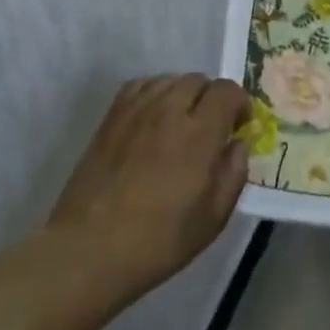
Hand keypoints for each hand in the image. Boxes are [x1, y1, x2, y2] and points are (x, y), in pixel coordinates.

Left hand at [48, 73, 250, 305]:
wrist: (89, 250)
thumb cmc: (158, 240)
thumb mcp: (212, 218)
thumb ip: (233, 173)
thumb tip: (238, 144)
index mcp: (199, 133)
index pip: (227, 91)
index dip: (239, 103)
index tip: (239, 126)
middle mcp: (169, 110)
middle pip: (199, 80)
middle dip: (212, 98)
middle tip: (211, 128)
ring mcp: (136, 110)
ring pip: (170, 79)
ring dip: (184, 94)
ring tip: (181, 122)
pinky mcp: (111, 117)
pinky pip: (141, 85)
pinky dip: (155, 92)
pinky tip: (154, 116)